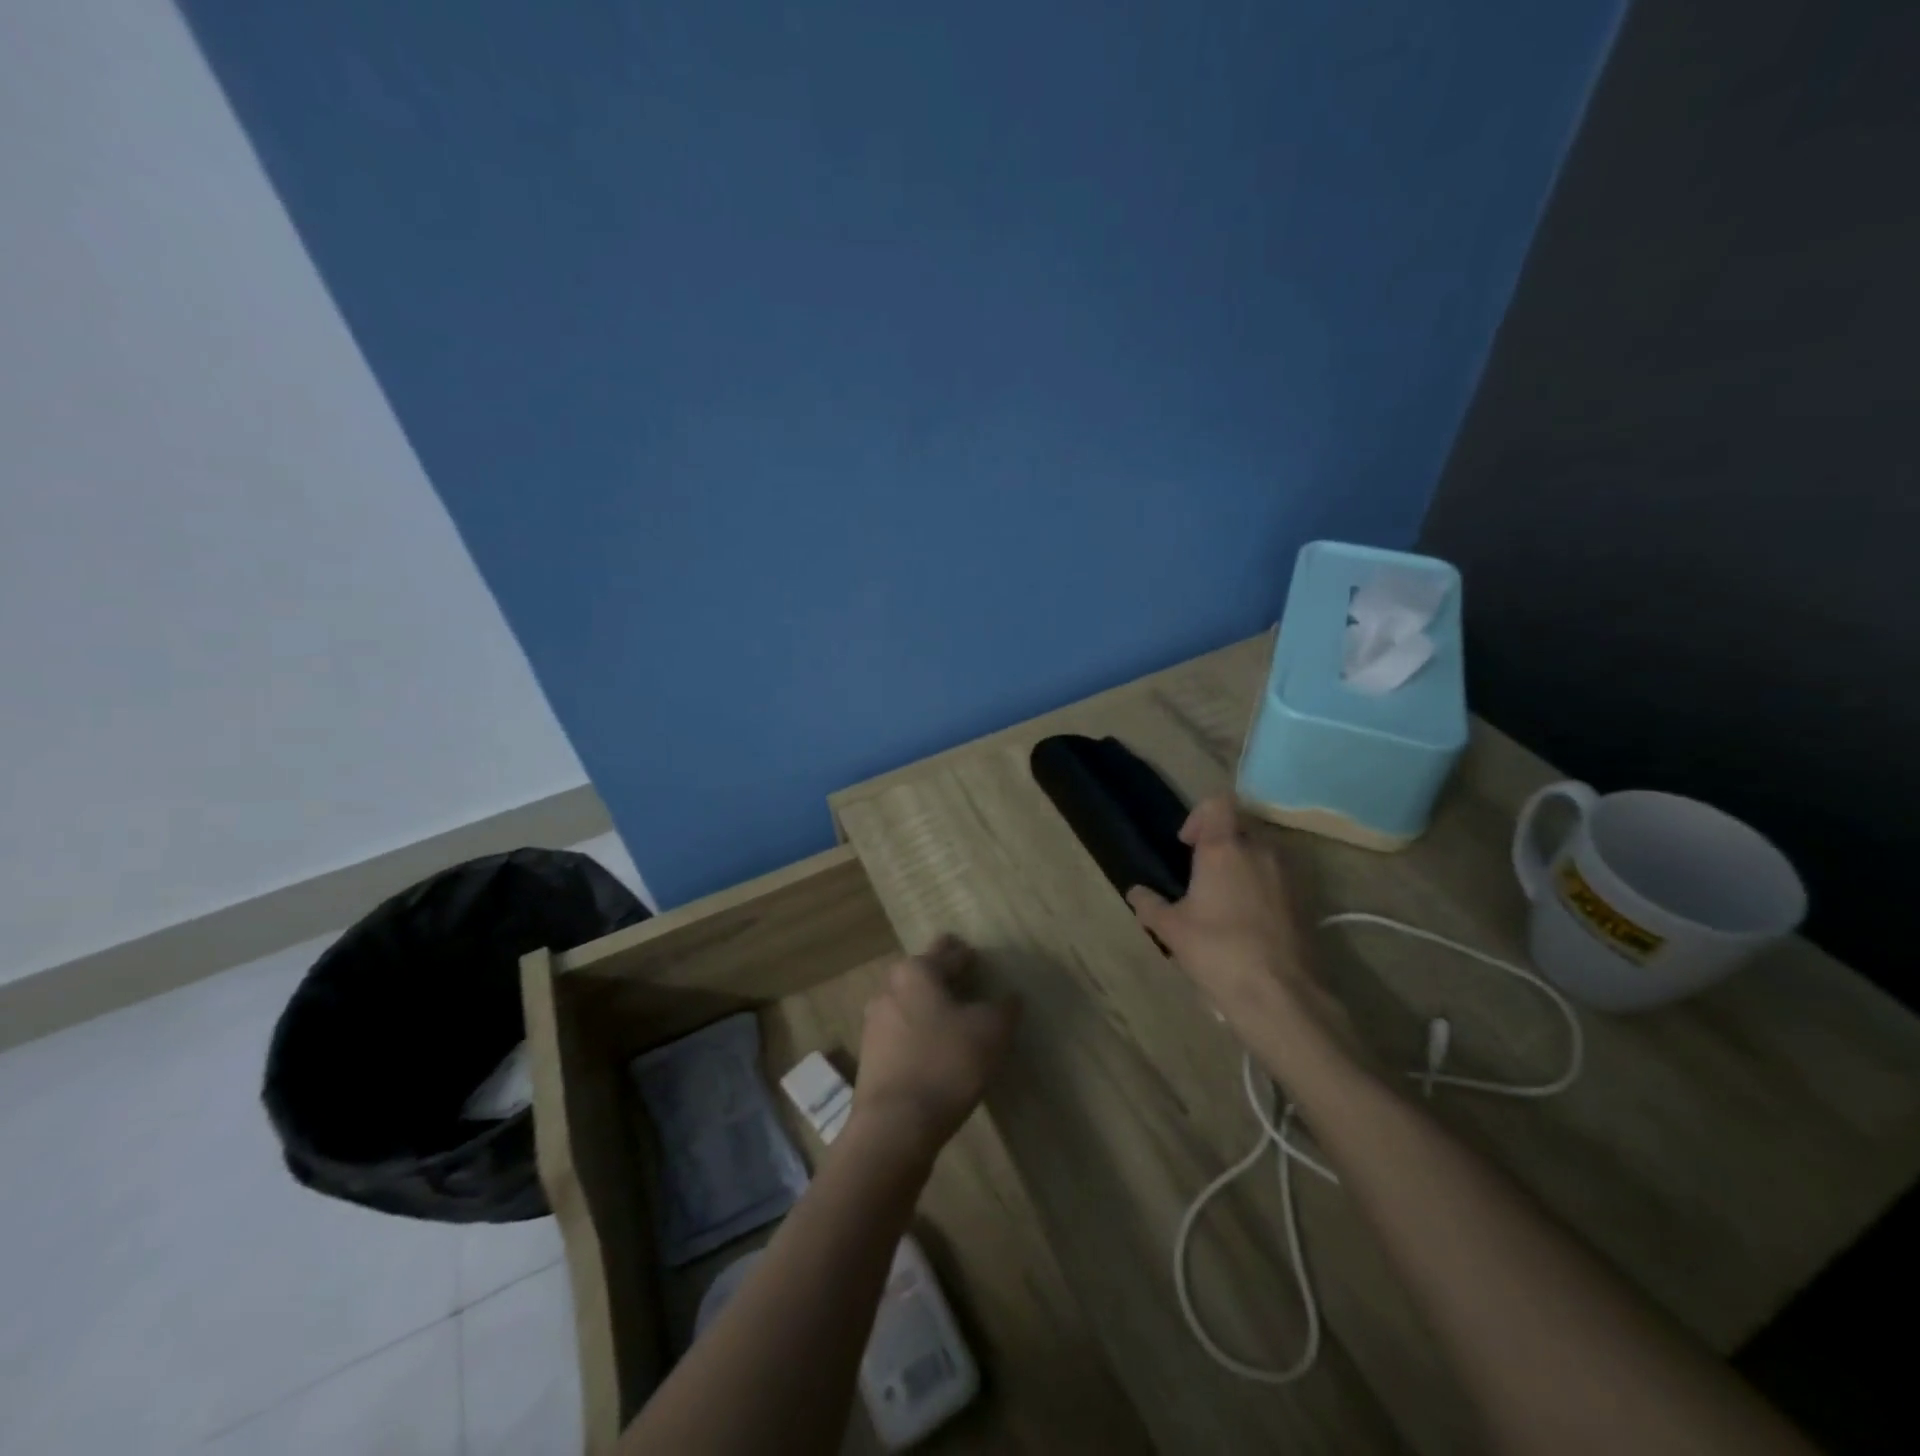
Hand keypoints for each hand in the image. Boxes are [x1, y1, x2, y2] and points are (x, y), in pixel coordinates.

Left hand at [849, 936, 1019, 1162]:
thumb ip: (1004, 1009)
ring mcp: (875, 1023)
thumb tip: (1011, 997)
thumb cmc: (946, 1064)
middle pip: (923, 974)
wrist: (894, 1125)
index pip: (948, 952)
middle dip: (943, 975)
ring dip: (930, 1005)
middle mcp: (890, 989)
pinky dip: (919, 1032)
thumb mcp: (990, 1032)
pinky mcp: (871, 1056)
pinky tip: (936, 1047)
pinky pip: (902, 1032)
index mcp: (917, 972)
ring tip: (954, 1016)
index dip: (966, 954)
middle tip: (966, 981)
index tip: (976, 956)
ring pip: (910, 1003)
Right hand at [1126, 797, 1334, 1038]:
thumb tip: (1136, 892)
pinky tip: (1248, 921)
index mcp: (1224, 848)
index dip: (1199, 816)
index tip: (1186, 845)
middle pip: (1240, 826)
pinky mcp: (1306, 900)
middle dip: (1220, 843)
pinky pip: (1279, 878)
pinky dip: (1262, 888)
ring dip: (1243, 865)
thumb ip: (1149, 905)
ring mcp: (1289, 874)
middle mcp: (1261, 850)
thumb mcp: (1171, 930)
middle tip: (1201, 875)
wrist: (1280, 995)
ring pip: (1262, 852)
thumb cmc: (1217, 951)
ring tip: (1225, 900)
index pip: (1217, 803)